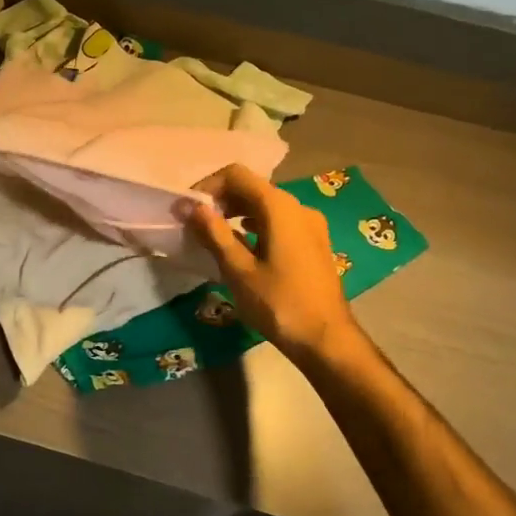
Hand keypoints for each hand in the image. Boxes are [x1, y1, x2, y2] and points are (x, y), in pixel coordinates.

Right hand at [185, 165, 360, 361]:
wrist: (327, 340)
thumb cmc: (279, 304)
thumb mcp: (239, 270)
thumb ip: (213, 233)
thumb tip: (189, 205)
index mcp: (279, 207)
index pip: (236, 175)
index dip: (208, 186)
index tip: (188, 209)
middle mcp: (297, 207)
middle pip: (252, 187)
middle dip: (221, 200)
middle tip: (196, 225)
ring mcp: (310, 225)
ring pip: (266, 205)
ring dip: (237, 214)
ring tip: (214, 237)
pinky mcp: (314, 243)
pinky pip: (279, 222)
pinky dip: (256, 226)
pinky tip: (242, 249)